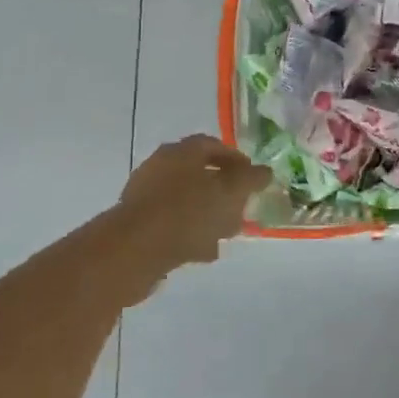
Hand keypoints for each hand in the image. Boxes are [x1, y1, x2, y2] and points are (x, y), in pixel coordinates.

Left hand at [117, 135, 268, 270]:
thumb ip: (251, 179)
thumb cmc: (188, 212)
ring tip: (225, 234)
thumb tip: (264, 172)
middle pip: (199, 173)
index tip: (253, 179)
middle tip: (241, 207)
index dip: (237, 160)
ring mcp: (145, 196)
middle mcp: (160, 167)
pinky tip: (203, 252)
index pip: (213, 145)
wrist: (134, 250)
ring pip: (186, 201)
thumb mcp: (230, 192)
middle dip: (223, 191)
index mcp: (182, 152)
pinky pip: (171, 224)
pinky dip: (189, 233)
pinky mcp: (137, 224)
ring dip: (207, 215)